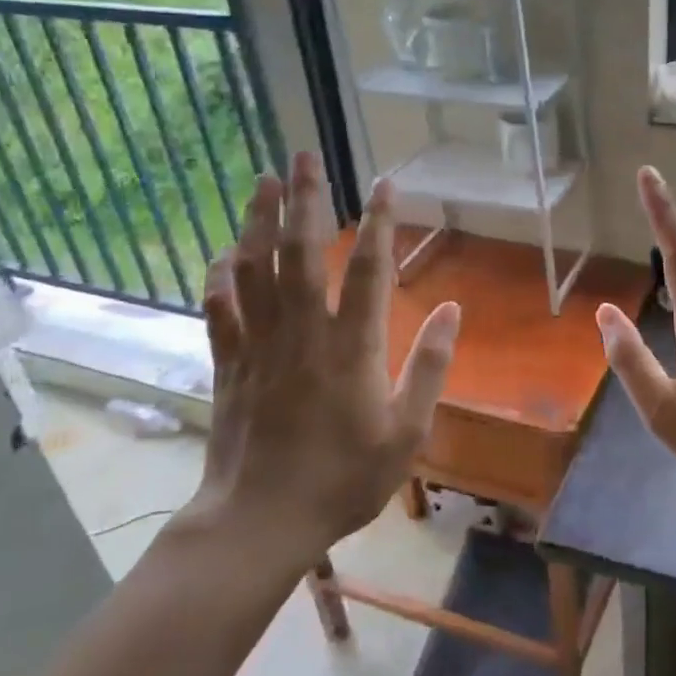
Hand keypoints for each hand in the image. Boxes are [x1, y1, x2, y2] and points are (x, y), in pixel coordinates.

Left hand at [193, 153, 460, 563]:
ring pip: (255, 269)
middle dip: (305, 199)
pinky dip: (221, 276)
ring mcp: (260, 345)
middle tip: (304, 155)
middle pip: (301, 252)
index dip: (379, 222)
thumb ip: (430, 366)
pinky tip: (224, 252)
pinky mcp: (230, 364)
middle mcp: (303, 333)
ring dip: (258, 220)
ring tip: (263, 180)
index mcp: (352, 348)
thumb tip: (455, 310)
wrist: (261, 520)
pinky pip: (220, 308)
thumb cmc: (344, 479)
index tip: (384, 184)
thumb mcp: (407, 432)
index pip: (368, 269)